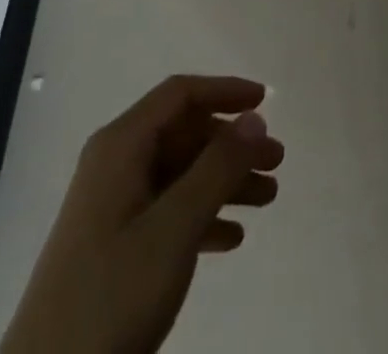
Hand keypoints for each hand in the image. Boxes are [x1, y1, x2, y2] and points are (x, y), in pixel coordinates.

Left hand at [0, 75, 283, 353]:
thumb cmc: (111, 296)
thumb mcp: (174, 228)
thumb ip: (218, 168)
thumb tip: (255, 117)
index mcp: (121, 147)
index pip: (180, 95)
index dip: (224, 91)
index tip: (265, 102)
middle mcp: (115, 166)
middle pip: (183, 134)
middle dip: (232, 144)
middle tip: (276, 162)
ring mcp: (112, 208)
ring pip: (180, 174)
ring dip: (224, 182)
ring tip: (268, 199)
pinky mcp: (112, 248)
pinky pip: (167, 212)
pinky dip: (202, 216)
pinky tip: (232, 238)